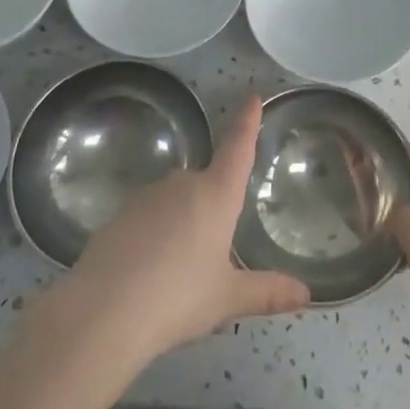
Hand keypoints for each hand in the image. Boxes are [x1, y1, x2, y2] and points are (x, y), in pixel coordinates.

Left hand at [52, 97, 309, 367]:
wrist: (103, 313)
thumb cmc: (178, 298)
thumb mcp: (227, 298)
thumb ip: (266, 292)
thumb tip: (306, 295)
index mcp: (216, 194)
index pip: (237, 147)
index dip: (246, 121)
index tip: (252, 95)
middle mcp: (183, 184)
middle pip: (205, 185)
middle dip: (210, 210)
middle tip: (211, 257)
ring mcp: (147, 196)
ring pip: (174, 203)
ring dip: (180, 226)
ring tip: (178, 275)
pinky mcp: (118, 215)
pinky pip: (146, 220)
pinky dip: (153, 238)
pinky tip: (149, 275)